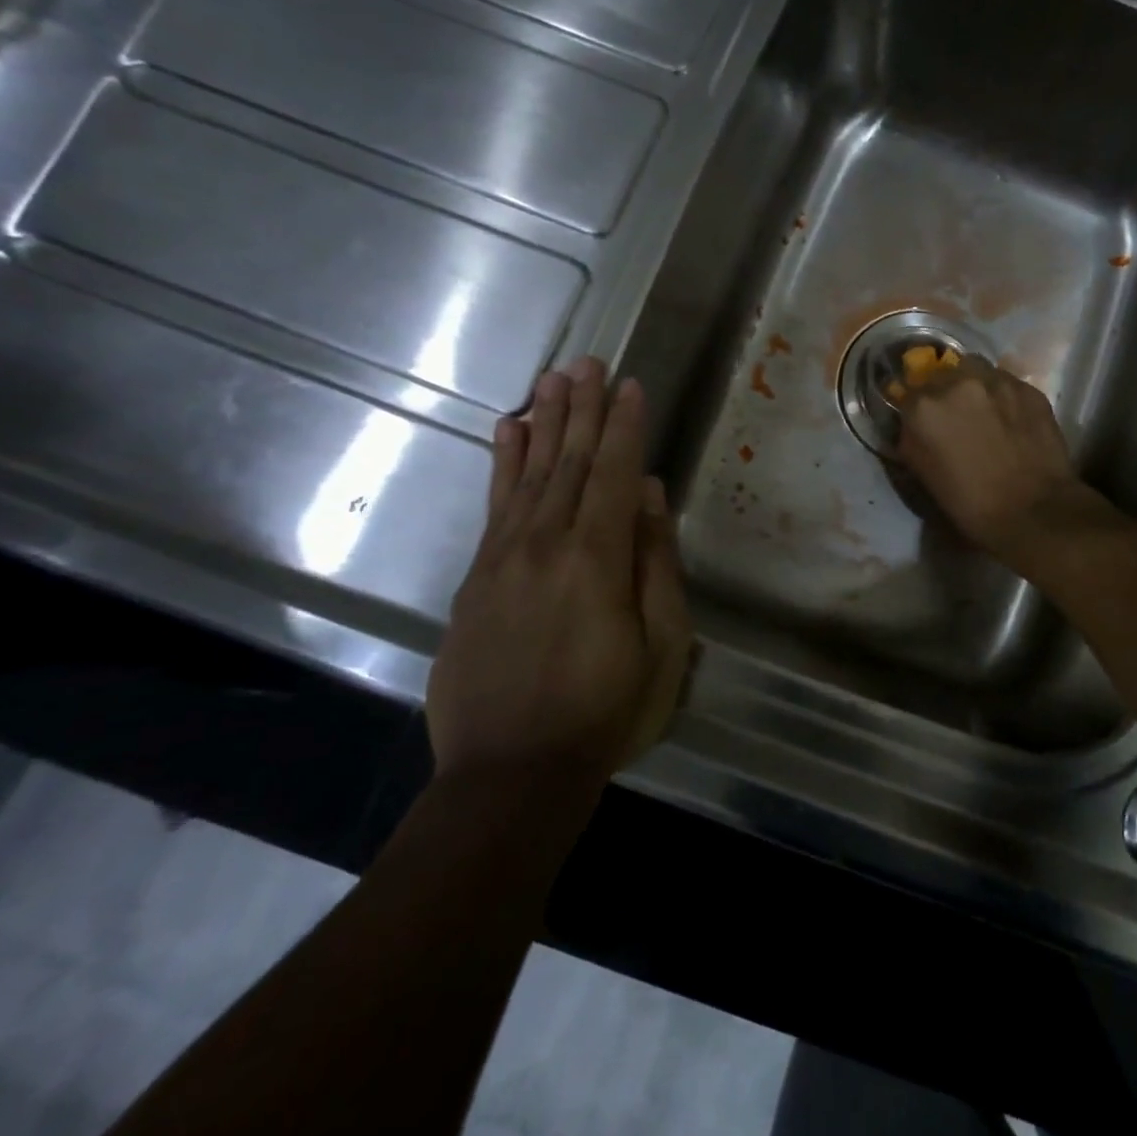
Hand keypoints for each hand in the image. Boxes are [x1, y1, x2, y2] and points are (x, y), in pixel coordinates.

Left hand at [427, 358, 693, 786]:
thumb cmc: (605, 711)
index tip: (629, 384)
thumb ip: (654, 563)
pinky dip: (501, 464)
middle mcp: (545, 543)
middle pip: (567, 462)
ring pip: (528, 474)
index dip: (624, 426)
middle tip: (586, 362)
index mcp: (596, 558)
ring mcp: (503, 559)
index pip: (613, 473)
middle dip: (580, 409)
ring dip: (543, 423)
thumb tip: (649, 495)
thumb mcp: (660, 645)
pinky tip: (506, 433)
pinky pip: (492, 506)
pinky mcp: (476, 579)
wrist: (510, 773)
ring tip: (551, 380)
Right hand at [894, 356, 1109, 568]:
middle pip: (942, 374)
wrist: (1033, 512)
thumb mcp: (923, 474)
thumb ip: (911, 438)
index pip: (908, 392)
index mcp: (923, 407)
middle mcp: (956, 382)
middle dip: (945, 392)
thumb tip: (913, 424)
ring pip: (976, 370)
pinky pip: (1007, 383)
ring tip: (984, 412)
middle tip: (956, 417)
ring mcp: (996, 381)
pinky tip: (1011, 420)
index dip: (916, 409)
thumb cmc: (970, 504)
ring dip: (974, 387)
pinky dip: (1003, 397)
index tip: (924, 423)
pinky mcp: (1028, 388)